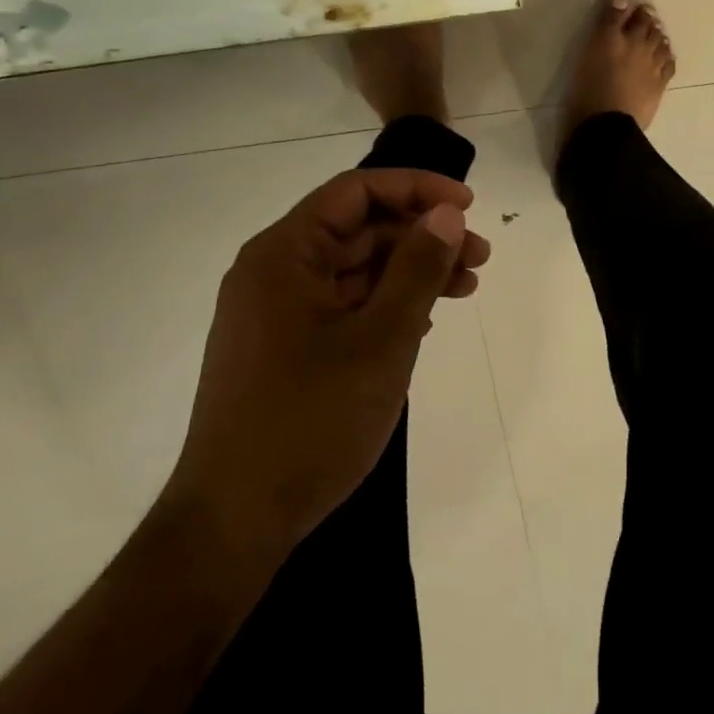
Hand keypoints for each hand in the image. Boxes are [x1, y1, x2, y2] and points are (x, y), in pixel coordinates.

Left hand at [164, 169, 490, 561]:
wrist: (234, 524)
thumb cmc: (309, 422)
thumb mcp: (381, 341)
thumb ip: (418, 269)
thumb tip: (447, 213)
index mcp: (283, 254)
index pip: (355, 192)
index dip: (416, 189)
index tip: (468, 205)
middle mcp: (274, 271)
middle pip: (358, 229)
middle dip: (422, 235)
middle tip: (479, 256)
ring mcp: (276, 312)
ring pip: (354, 268)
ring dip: (410, 270)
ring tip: (465, 287)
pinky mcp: (284, 348)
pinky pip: (343, 304)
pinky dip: (386, 303)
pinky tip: (425, 318)